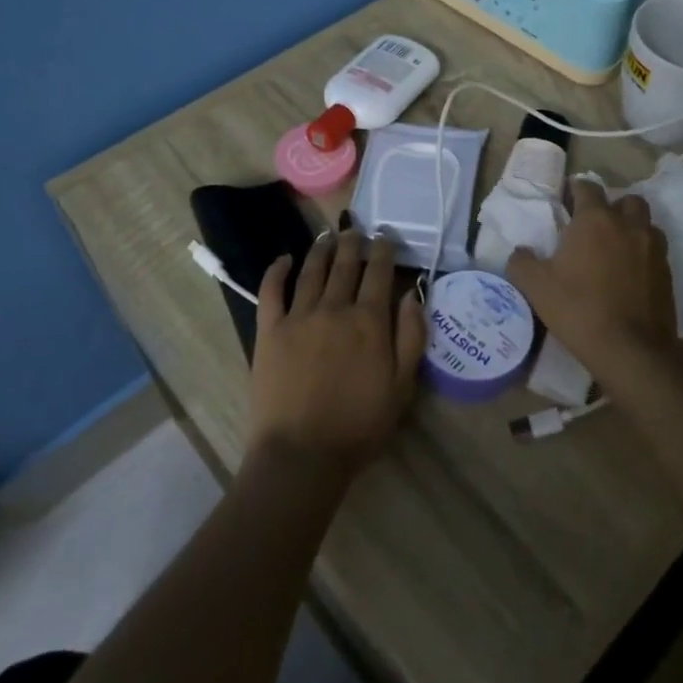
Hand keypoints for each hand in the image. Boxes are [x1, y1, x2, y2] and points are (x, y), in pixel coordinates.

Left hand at [247, 232, 425, 476]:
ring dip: (321, 249)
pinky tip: (284, 258)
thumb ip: (411, 337)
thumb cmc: (359, 424)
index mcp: (369, 321)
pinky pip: (272, 291)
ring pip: (312, 271)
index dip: (384, 250)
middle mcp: (334, 308)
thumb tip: (412, 294)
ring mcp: (299, 316)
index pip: (379, 272)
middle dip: (353, 242)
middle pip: (345, 265)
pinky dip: (277, 270)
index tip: (386, 236)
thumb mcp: (402, 386)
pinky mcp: (270, 330)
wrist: (302, 454)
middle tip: (356, 229)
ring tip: (327, 236)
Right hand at [505, 179, 680, 391]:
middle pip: (625, 200)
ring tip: (615, 248)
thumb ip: (522, 262)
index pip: (587, 187)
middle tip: (595, 226)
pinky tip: (629, 274)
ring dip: (631, 228)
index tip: (567, 199)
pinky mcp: (668, 272)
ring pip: (645, 223)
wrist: (631, 350)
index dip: (576, 190)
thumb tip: (521, 252)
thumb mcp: (536, 287)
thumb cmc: (578, 309)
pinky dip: (642, 254)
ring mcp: (653, 248)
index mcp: (595, 220)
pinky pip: (655, 251)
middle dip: (612, 206)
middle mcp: (628, 225)